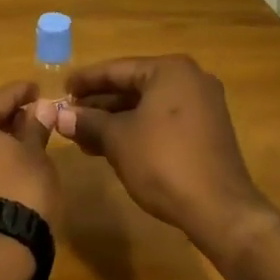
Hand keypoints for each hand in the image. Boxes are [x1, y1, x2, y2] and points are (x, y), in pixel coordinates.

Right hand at [38, 55, 275, 261]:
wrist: (220, 209)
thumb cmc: (164, 162)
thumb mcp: (118, 140)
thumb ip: (88, 122)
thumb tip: (59, 116)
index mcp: (170, 70)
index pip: (117, 69)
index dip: (86, 81)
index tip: (62, 90)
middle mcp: (190, 79)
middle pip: (134, 86)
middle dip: (100, 104)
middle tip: (69, 117)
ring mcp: (203, 105)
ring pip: (148, 106)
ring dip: (116, 120)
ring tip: (84, 137)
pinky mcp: (208, 130)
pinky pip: (164, 120)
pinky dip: (138, 129)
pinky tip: (113, 146)